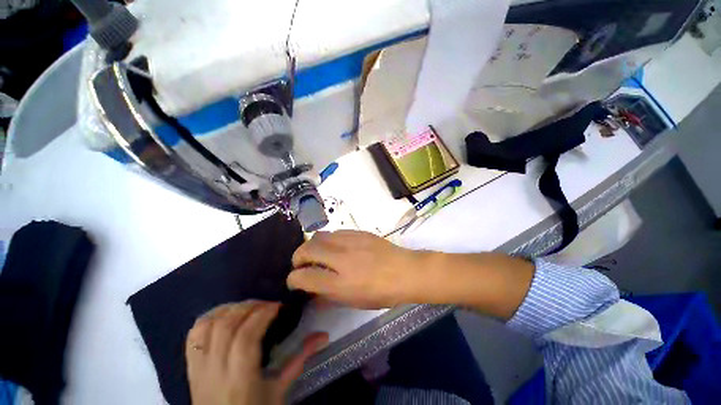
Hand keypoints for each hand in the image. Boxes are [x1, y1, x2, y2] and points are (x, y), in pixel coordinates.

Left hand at [185, 301, 327, 404]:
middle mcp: (215, 372)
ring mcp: (198, 368)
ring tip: (248, 307)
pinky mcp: (190, 366)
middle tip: (266, 304)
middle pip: (226, 326)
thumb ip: (300, 359)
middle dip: (249, 306)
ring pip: (208, 326)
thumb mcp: (280, 390)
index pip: (246, 338)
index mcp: (240, 381)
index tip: (278, 306)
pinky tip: (226, 313)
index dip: (262, 314)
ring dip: (230, 308)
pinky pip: (194, 334)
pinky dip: (211, 316)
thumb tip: (323, 334)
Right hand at [288, 231, 534, 318]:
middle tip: (301, 263)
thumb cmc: (383, 293)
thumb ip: (330, 296)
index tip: (294, 280)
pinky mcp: (359, 232)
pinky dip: (328, 239)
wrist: (406, 271)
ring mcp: (351, 242)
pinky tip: (334, 246)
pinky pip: (336, 232)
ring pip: (320, 236)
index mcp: (340, 283)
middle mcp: (342, 260)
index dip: (293, 279)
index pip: (304, 277)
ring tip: (316, 253)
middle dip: (298, 256)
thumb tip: (313, 292)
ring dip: (312, 245)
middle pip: (307, 249)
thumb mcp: (354, 301)